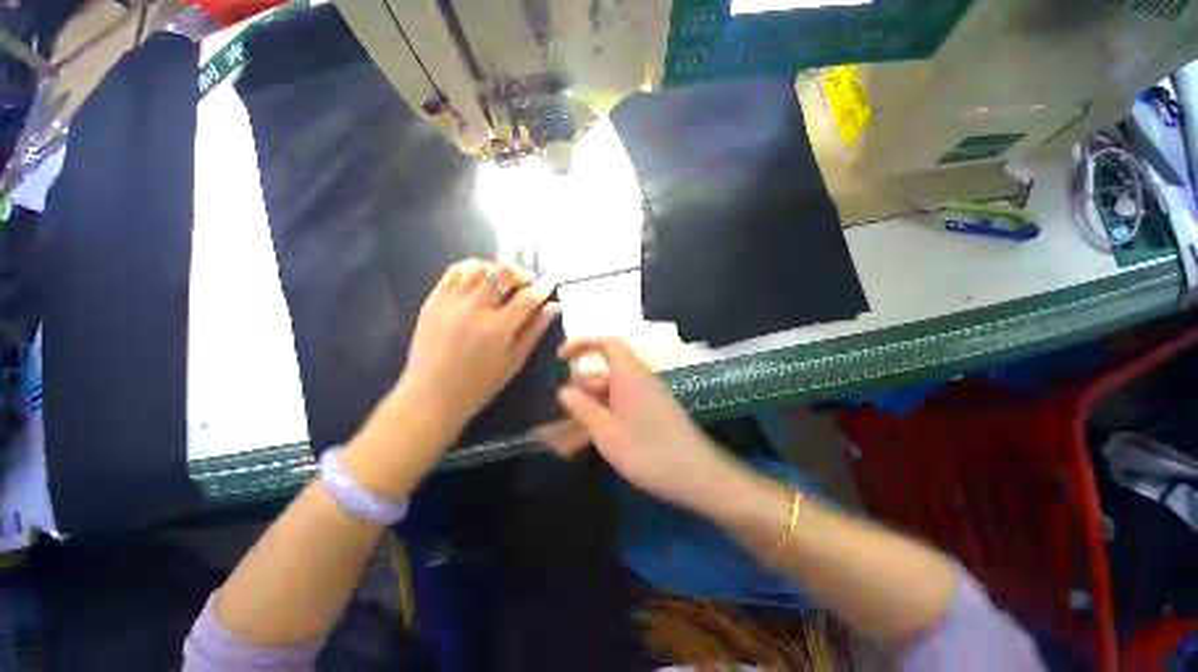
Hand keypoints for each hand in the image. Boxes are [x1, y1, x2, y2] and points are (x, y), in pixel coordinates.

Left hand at [395, 259, 559, 435]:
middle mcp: (474, 309)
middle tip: (528, 281)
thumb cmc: (479, 384)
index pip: (527, 298)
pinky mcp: (433, 300)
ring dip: (497, 268)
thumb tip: (554, 307)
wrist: (431, 395)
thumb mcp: (514, 361)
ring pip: (478, 268)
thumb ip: (535, 331)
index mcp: (497, 328)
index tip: (552, 281)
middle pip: (502, 274)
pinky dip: (472, 267)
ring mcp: (450, 302)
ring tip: (506, 278)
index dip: (543, 287)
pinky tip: (481, 276)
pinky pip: (454, 272)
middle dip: (521, 273)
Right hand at [544, 337, 734, 512]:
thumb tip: (564, 390)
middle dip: (581, 389)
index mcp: (630, 374)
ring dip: (591, 406)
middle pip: (605, 372)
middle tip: (560, 412)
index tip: (561, 358)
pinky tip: (594, 438)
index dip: (583, 343)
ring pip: (612, 392)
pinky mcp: (654, 411)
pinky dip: (605, 415)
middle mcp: (640, 379)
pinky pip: (623, 404)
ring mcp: (648, 396)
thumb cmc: (647, 452)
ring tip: (570, 433)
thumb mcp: (606, 432)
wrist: (697, 476)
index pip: (607, 343)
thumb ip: (582, 408)